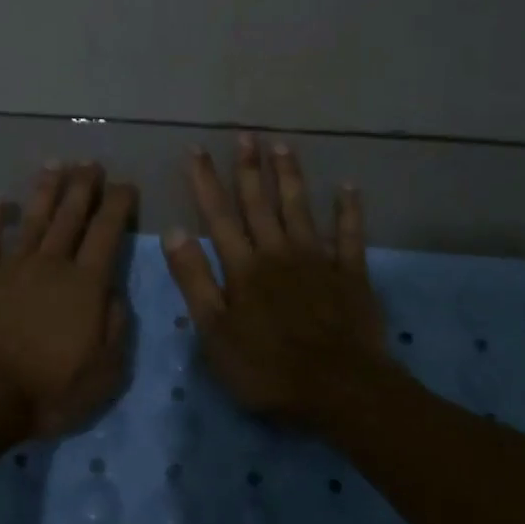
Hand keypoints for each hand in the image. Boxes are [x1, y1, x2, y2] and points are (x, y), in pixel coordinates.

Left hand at [0, 162, 136, 439]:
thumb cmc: (50, 389)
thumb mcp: (105, 371)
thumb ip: (116, 328)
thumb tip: (115, 294)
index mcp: (85, 285)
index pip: (107, 233)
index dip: (118, 205)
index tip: (126, 185)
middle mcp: (51, 265)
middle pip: (70, 217)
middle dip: (83, 186)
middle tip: (91, 162)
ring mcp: (12, 268)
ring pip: (33, 220)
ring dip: (45, 191)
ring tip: (55, 164)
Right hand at [162, 135, 391, 432]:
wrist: (339, 389)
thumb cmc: (267, 367)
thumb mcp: (214, 332)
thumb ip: (195, 280)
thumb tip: (173, 232)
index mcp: (243, 267)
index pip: (218, 215)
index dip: (205, 181)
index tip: (196, 149)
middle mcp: (278, 252)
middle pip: (259, 203)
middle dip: (249, 168)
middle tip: (245, 135)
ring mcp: (318, 260)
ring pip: (300, 209)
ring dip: (290, 177)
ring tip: (283, 145)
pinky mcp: (351, 275)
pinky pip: (350, 235)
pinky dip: (349, 210)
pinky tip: (349, 187)